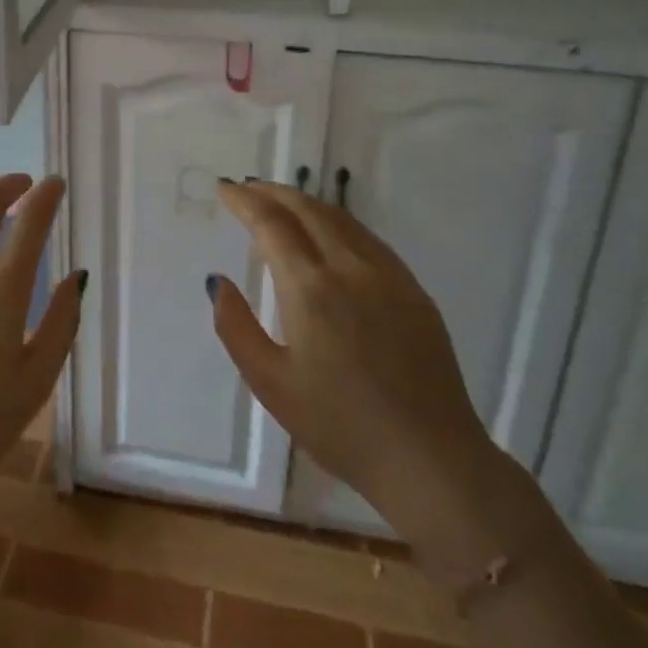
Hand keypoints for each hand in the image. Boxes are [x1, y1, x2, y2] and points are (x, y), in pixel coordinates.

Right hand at [208, 180, 510, 576]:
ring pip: (340, 218)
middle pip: (306, 209)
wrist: (430, 459)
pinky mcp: (412, 289)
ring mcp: (387, 275)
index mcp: (310, 288)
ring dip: (305, 202)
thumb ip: (236, 327)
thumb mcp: (271, 384)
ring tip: (282, 203)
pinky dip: (337, 222)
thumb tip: (217, 282)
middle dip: (273, 192)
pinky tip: (330, 233)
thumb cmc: (340, 426)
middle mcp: (349, 267)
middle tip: (248, 188)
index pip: (271, 224)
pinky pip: (367, 238)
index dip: (245, 201)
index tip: (226, 190)